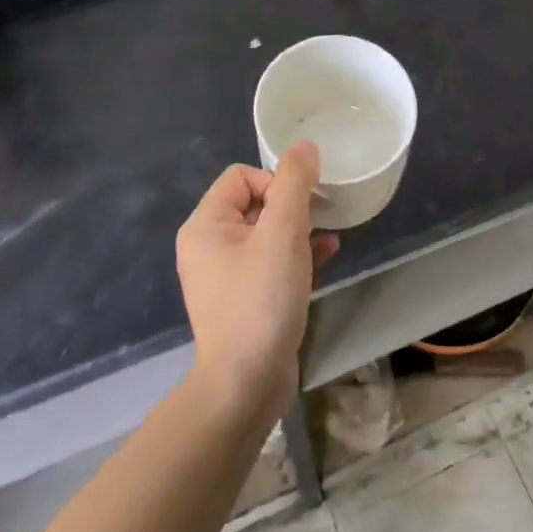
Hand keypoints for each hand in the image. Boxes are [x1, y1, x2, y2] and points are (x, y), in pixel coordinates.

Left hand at [176, 144, 337, 422]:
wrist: (245, 385)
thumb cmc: (261, 300)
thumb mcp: (283, 234)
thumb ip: (294, 184)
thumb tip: (304, 147)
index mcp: (206, 225)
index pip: (243, 176)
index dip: (276, 182)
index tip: (301, 208)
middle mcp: (208, 246)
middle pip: (255, 203)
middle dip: (292, 207)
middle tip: (319, 222)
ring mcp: (224, 276)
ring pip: (266, 233)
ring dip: (298, 230)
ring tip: (327, 238)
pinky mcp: (243, 299)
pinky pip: (270, 262)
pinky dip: (295, 256)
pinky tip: (326, 257)